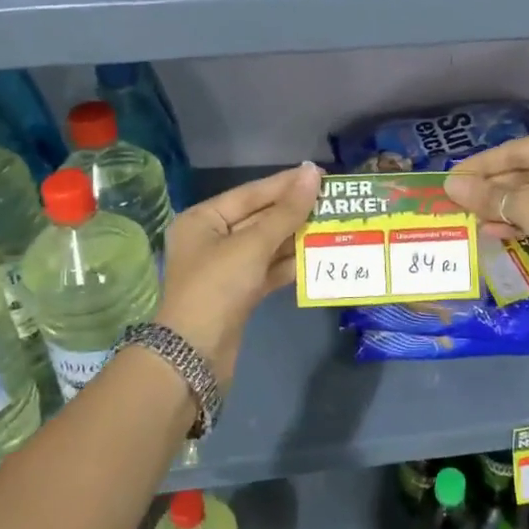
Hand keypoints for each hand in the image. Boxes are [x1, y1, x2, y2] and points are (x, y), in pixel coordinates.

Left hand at [156, 162, 321, 385]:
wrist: (194, 355)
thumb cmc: (217, 287)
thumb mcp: (252, 245)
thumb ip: (286, 211)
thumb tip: (312, 172)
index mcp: (203, 219)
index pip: (251, 193)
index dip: (286, 184)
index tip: (320, 174)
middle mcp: (212, 239)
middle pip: (260, 218)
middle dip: (295, 212)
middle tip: (334, 201)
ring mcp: (226, 268)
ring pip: (268, 245)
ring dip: (298, 238)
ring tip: (334, 225)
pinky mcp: (239, 293)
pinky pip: (269, 270)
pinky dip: (291, 264)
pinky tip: (319, 257)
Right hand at [444, 131, 528, 305]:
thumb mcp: (528, 208)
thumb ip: (488, 195)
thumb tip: (451, 186)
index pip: (519, 149)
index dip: (483, 164)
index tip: (454, 176)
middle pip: (527, 171)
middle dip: (493, 188)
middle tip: (459, 199)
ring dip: (504, 207)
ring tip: (472, 217)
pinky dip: (523, 220)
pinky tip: (494, 231)